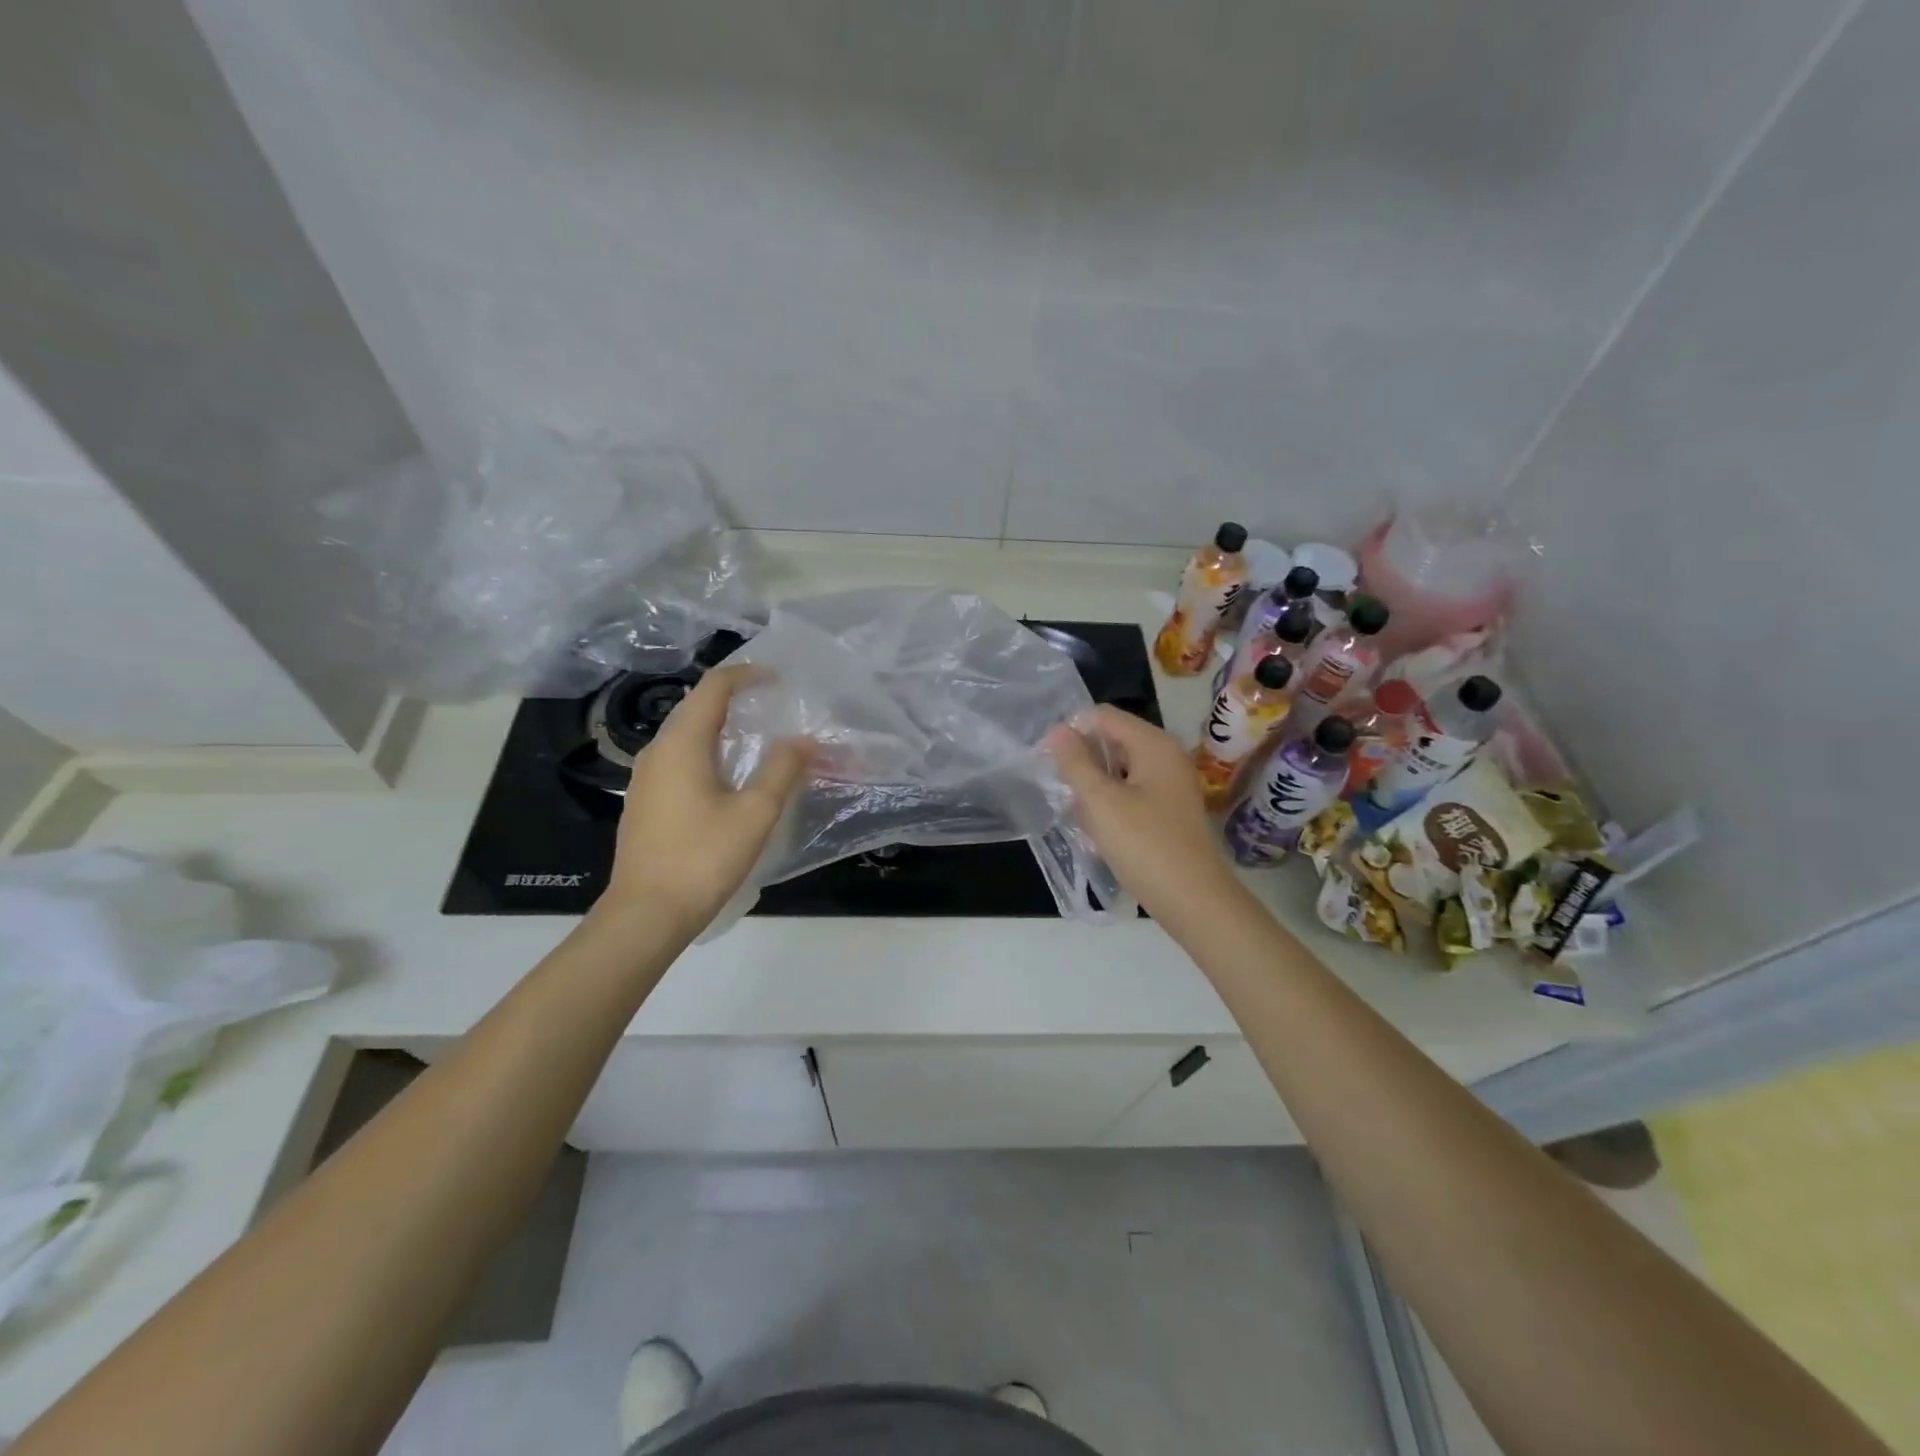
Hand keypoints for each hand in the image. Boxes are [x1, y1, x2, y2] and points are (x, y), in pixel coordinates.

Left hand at [604, 665, 812, 932]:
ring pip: (686, 735)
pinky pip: (679, 760)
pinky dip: (708, 752)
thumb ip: (782, 770)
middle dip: (735, 699)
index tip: (779, 679)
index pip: (713, 687)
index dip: (747, 675)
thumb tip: (804, 741)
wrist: (646, 915)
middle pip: (696, 707)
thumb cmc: (702, 858)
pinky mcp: (645, 803)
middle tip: (773, 707)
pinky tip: (729, 779)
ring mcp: (646, 778)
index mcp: (682, 743)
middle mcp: (657, 751)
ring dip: (721, 727)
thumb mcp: (755, 813)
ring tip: (758, 740)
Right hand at [1045, 705, 1244, 925]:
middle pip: (1112, 741)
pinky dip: (1109, 803)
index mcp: (1153, 744)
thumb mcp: (1101, 801)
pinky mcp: (1168, 811)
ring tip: (1074, 811)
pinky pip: (1130, 793)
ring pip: (1119, 770)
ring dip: (1093, 785)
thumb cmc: (1145, 845)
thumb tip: (1057, 730)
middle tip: (1057, 788)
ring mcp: (1170, 785)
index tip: (1044, 759)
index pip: (1103, 717)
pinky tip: (1095, 828)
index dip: (1070, 731)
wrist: (1193, 900)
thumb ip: (1075, 763)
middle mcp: (1166, 756)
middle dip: (1081, 760)